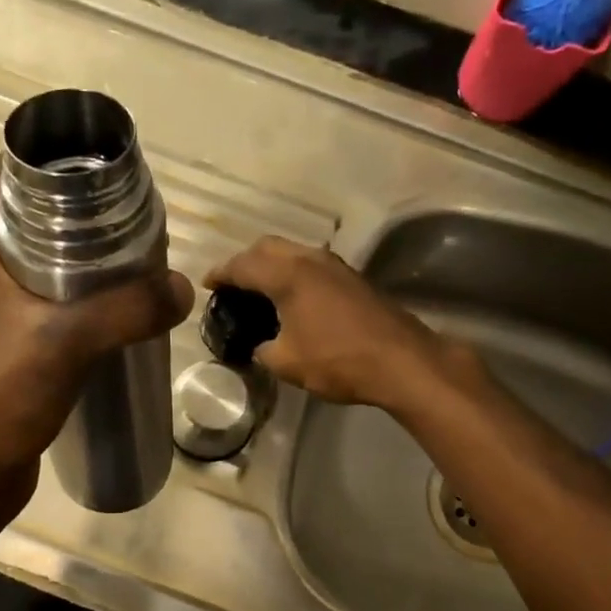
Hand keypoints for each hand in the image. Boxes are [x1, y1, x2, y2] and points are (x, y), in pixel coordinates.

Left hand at [0, 158, 193, 512]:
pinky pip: (37, 302)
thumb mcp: (68, 342)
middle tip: (135, 226)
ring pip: (35, 262)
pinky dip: (71, 299)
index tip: (112, 177)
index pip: (9, 173)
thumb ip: (129, 308)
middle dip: (81, 214)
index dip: (59, 163)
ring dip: (79, 261)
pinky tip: (110, 316)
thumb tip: (183, 288)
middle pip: (28, 216)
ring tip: (132, 268)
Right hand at [206, 236, 471, 411]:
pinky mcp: (353, 279)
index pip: (243, 265)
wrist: (402, 361)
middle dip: (245, 261)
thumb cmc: (337, 360)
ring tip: (259, 290)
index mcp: (288, 275)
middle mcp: (310, 260)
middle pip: (268, 247)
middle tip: (232, 284)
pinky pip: (311, 266)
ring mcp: (336, 266)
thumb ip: (263, 350)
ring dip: (272, 265)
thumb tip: (260, 347)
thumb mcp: (286, 363)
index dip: (221, 273)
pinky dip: (293, 274)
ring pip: (293, 252)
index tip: (208, 284)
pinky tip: (292, 298)